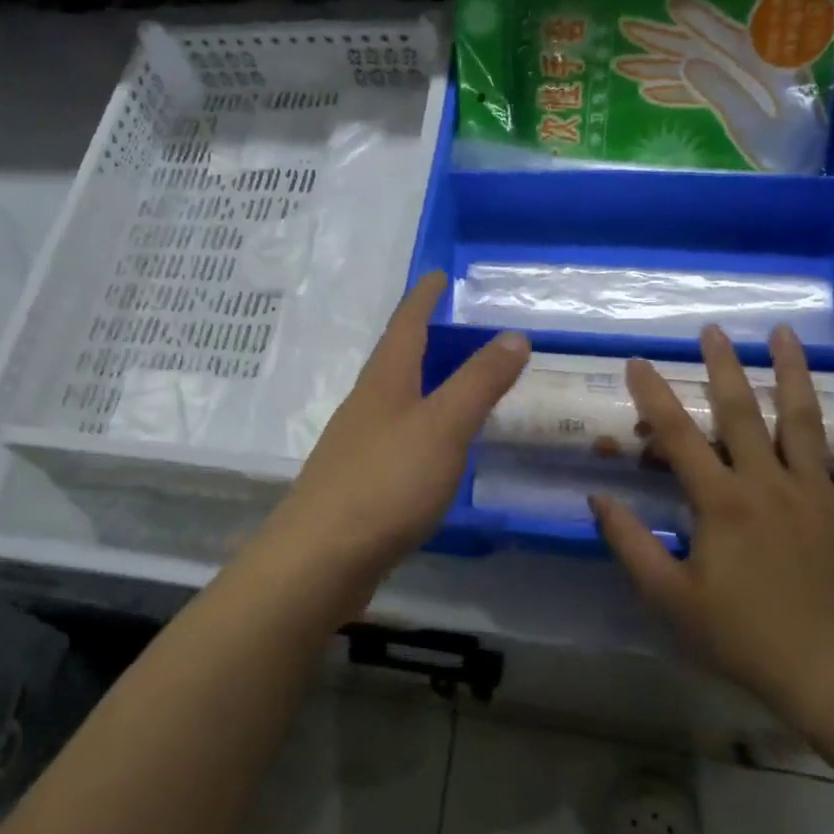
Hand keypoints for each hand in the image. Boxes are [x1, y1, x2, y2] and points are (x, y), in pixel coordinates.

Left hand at [262, 271, 528, 604]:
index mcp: (384, 383)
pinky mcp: (358, 484)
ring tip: (455, 386)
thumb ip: (478, 383)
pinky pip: (396, 440)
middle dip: (424, 340)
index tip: (438, 275)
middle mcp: (365, 406)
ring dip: (423, 386)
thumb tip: (513, 335)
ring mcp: (357, 446)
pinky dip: (421, 429)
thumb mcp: (443, 427)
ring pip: (395, 402)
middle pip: (395, 361)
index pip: (405, 325)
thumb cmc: (386, 483)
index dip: (423, 298)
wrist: (320, 559)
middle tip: (459, 330)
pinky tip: (436, 450)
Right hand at [591, 324, 833, 715]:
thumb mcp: (669, 596)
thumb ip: (630, 543)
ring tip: (785, 334)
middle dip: (723, 366)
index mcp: (721, 502)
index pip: (678, 436)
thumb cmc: (741, 634)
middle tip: (713, 331)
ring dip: (793, 372)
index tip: (638, 362)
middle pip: (742, 412)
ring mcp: (820, 492)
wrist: (829, 671)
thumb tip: (598, 497)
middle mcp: (768, 483)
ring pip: (805, 419)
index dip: (654, 395)